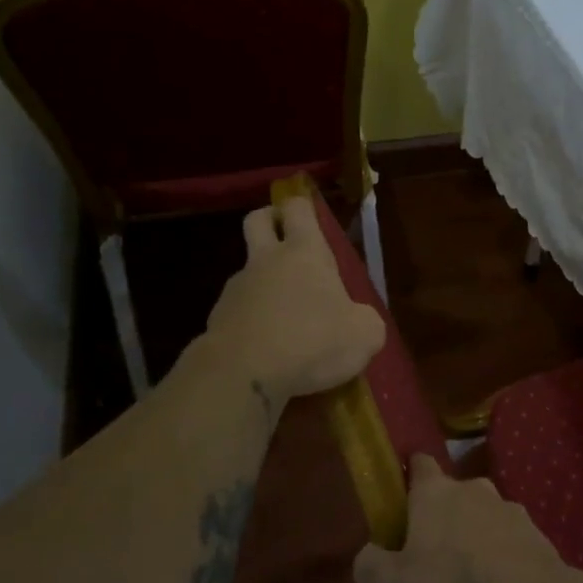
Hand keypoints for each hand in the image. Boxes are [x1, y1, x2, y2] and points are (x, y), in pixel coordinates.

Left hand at [203, 196, 385, 403]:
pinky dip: (252, 320)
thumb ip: (365, 321)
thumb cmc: (313, 342)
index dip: (304, 207)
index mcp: (305, 253)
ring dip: (264, 282)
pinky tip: (267, 347)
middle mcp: (266, 261)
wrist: (244, 375)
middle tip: (286, 238)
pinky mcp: (217, 320)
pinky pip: (238, 310)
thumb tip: (359, 322)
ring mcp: (237, 289)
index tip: (312, 218)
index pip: (299, 209)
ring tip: (286, 317)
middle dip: (270, 221)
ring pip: (248, 270)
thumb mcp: (364, 335)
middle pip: (257, 220)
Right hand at [352, 454, 582, 582]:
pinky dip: (504, 559)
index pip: (420, 465)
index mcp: (435, 493)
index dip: (410, 475)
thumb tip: (371, 552)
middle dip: (444, 514)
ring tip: (469, 576)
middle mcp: (475, 490)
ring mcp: (513, 512)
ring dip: (477, 537)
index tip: (403, 492)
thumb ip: (370, 566)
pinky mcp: (541, 539)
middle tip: (432, 550)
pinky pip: (512, 544)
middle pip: (455, 493)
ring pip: (486, 517)